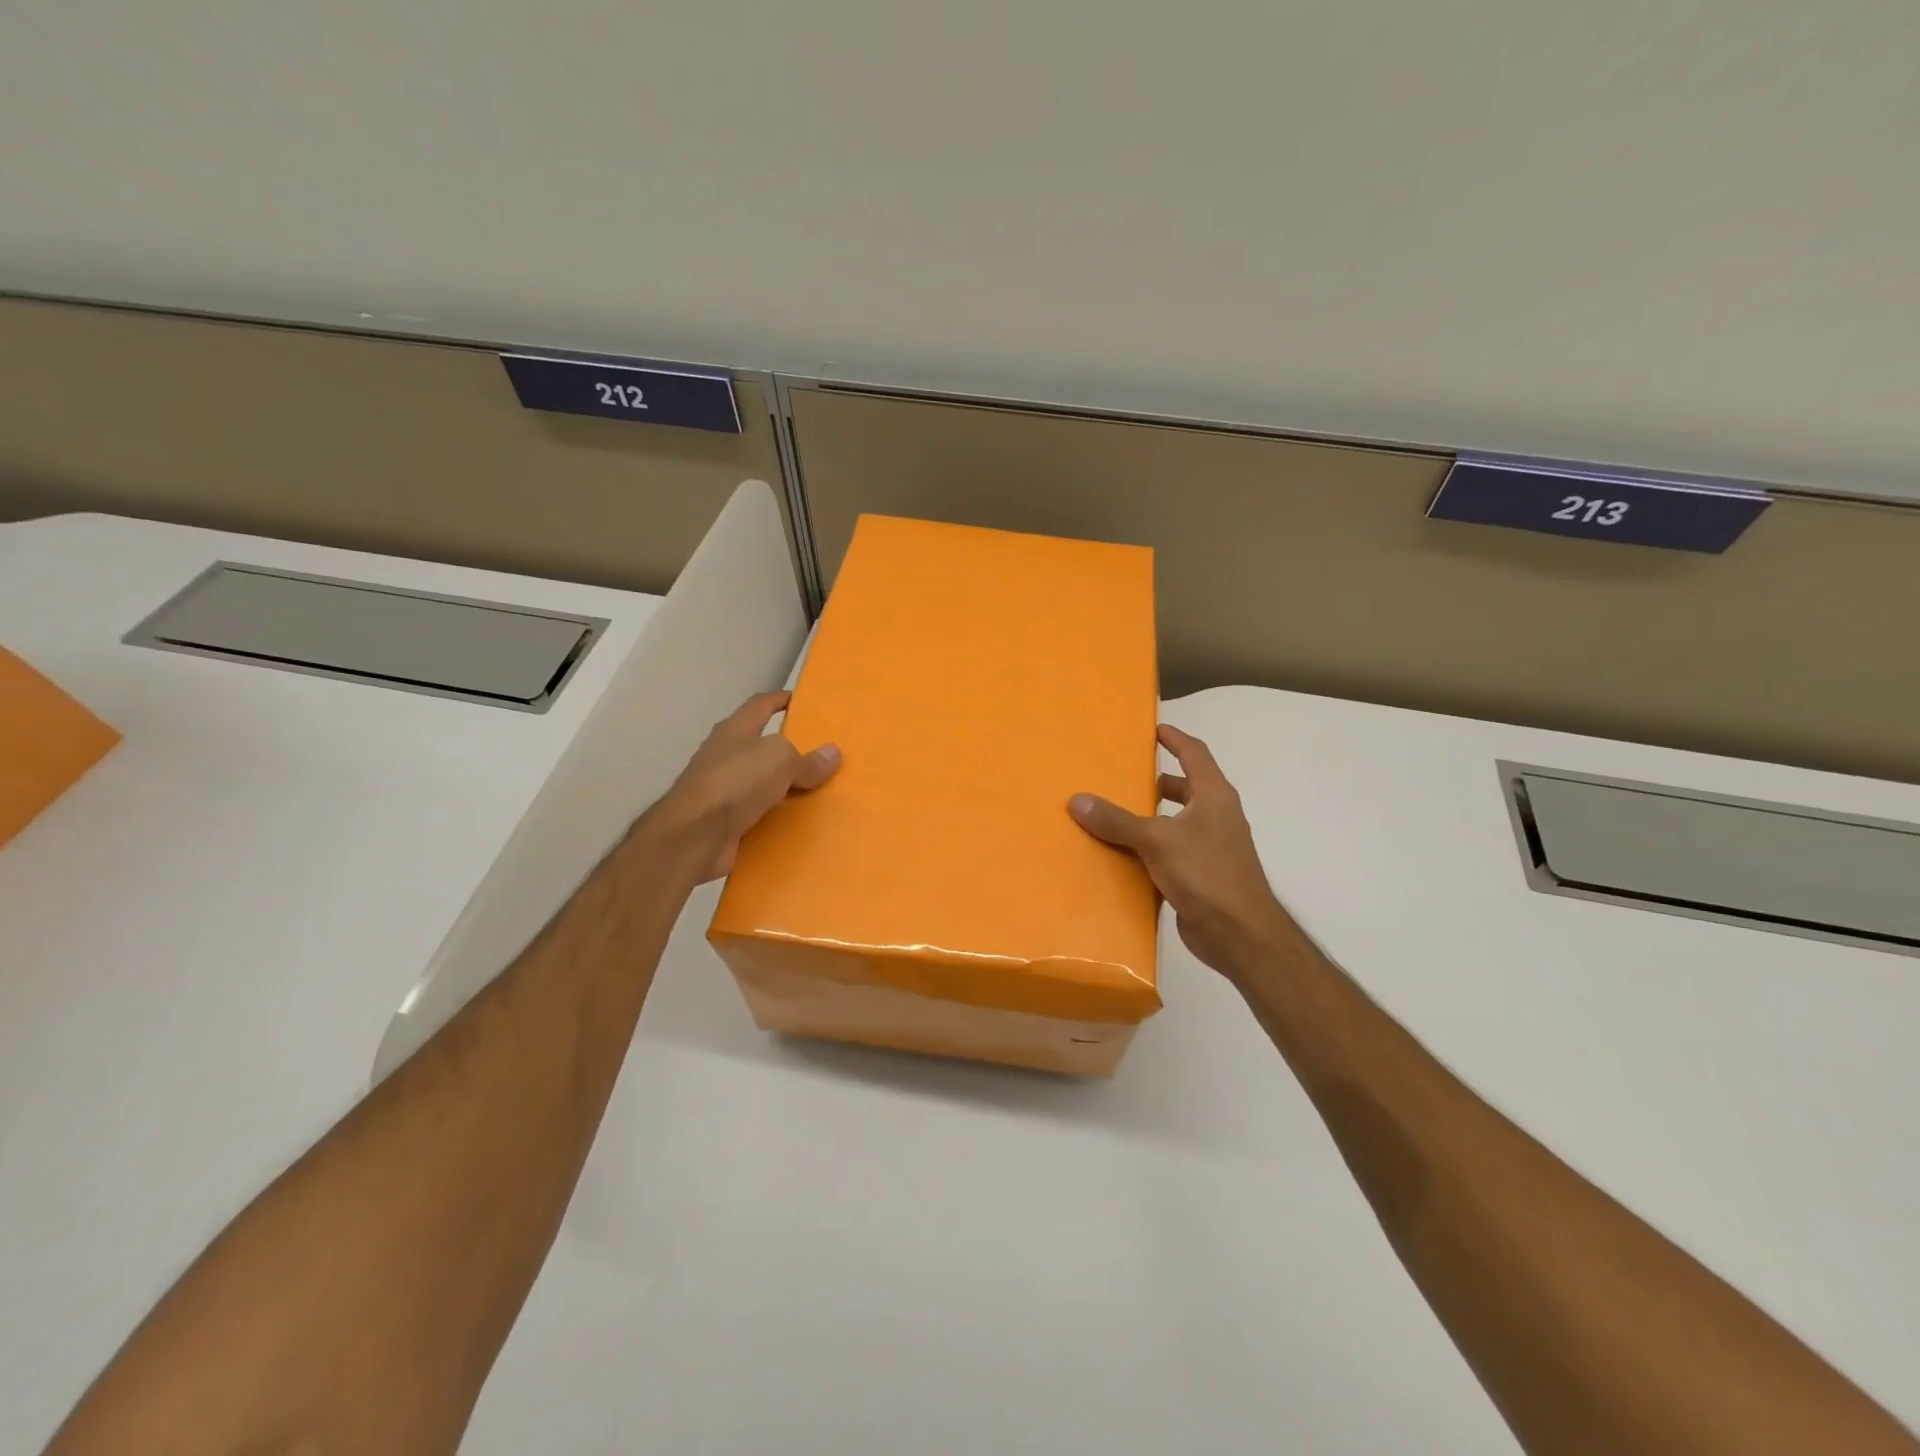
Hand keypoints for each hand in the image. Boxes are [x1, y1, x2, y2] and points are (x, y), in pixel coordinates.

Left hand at [649, 691, 840, 880]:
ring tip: (818, 789)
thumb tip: (833, 753)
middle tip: (821, 752)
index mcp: (735, 730)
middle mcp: (725, 755)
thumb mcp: (780, 760)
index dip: (781, 699)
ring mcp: (721, 789)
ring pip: (761, 782)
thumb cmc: (735, 782)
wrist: (694, 836)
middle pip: (761, 745)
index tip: (803, 701)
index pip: (761, 705)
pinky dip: (776, 816)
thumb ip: (807, 759)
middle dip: (788, 748)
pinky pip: (758, 813)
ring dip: (784, 785)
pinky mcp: (723, 821)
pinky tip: (799, 821)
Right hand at [1069, 724, 1294, 976]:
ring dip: (1152, 817)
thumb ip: (1117, 820)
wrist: (1239, 934)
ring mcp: (1212, 847)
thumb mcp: (1157, 840)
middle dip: (1158, 782)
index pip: (1195, 754)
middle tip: (1124, 777)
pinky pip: (1172, 852)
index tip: (1154, 729)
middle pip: (1186, 788)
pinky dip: (1152, 849)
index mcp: (1214, 796)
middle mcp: (1217, 816)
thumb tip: (1077, 800)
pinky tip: (1124, 855)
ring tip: (1116, 815)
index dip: (1175, 739)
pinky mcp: (1202, 876)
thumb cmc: (1206, 873)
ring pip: (1178, 822)